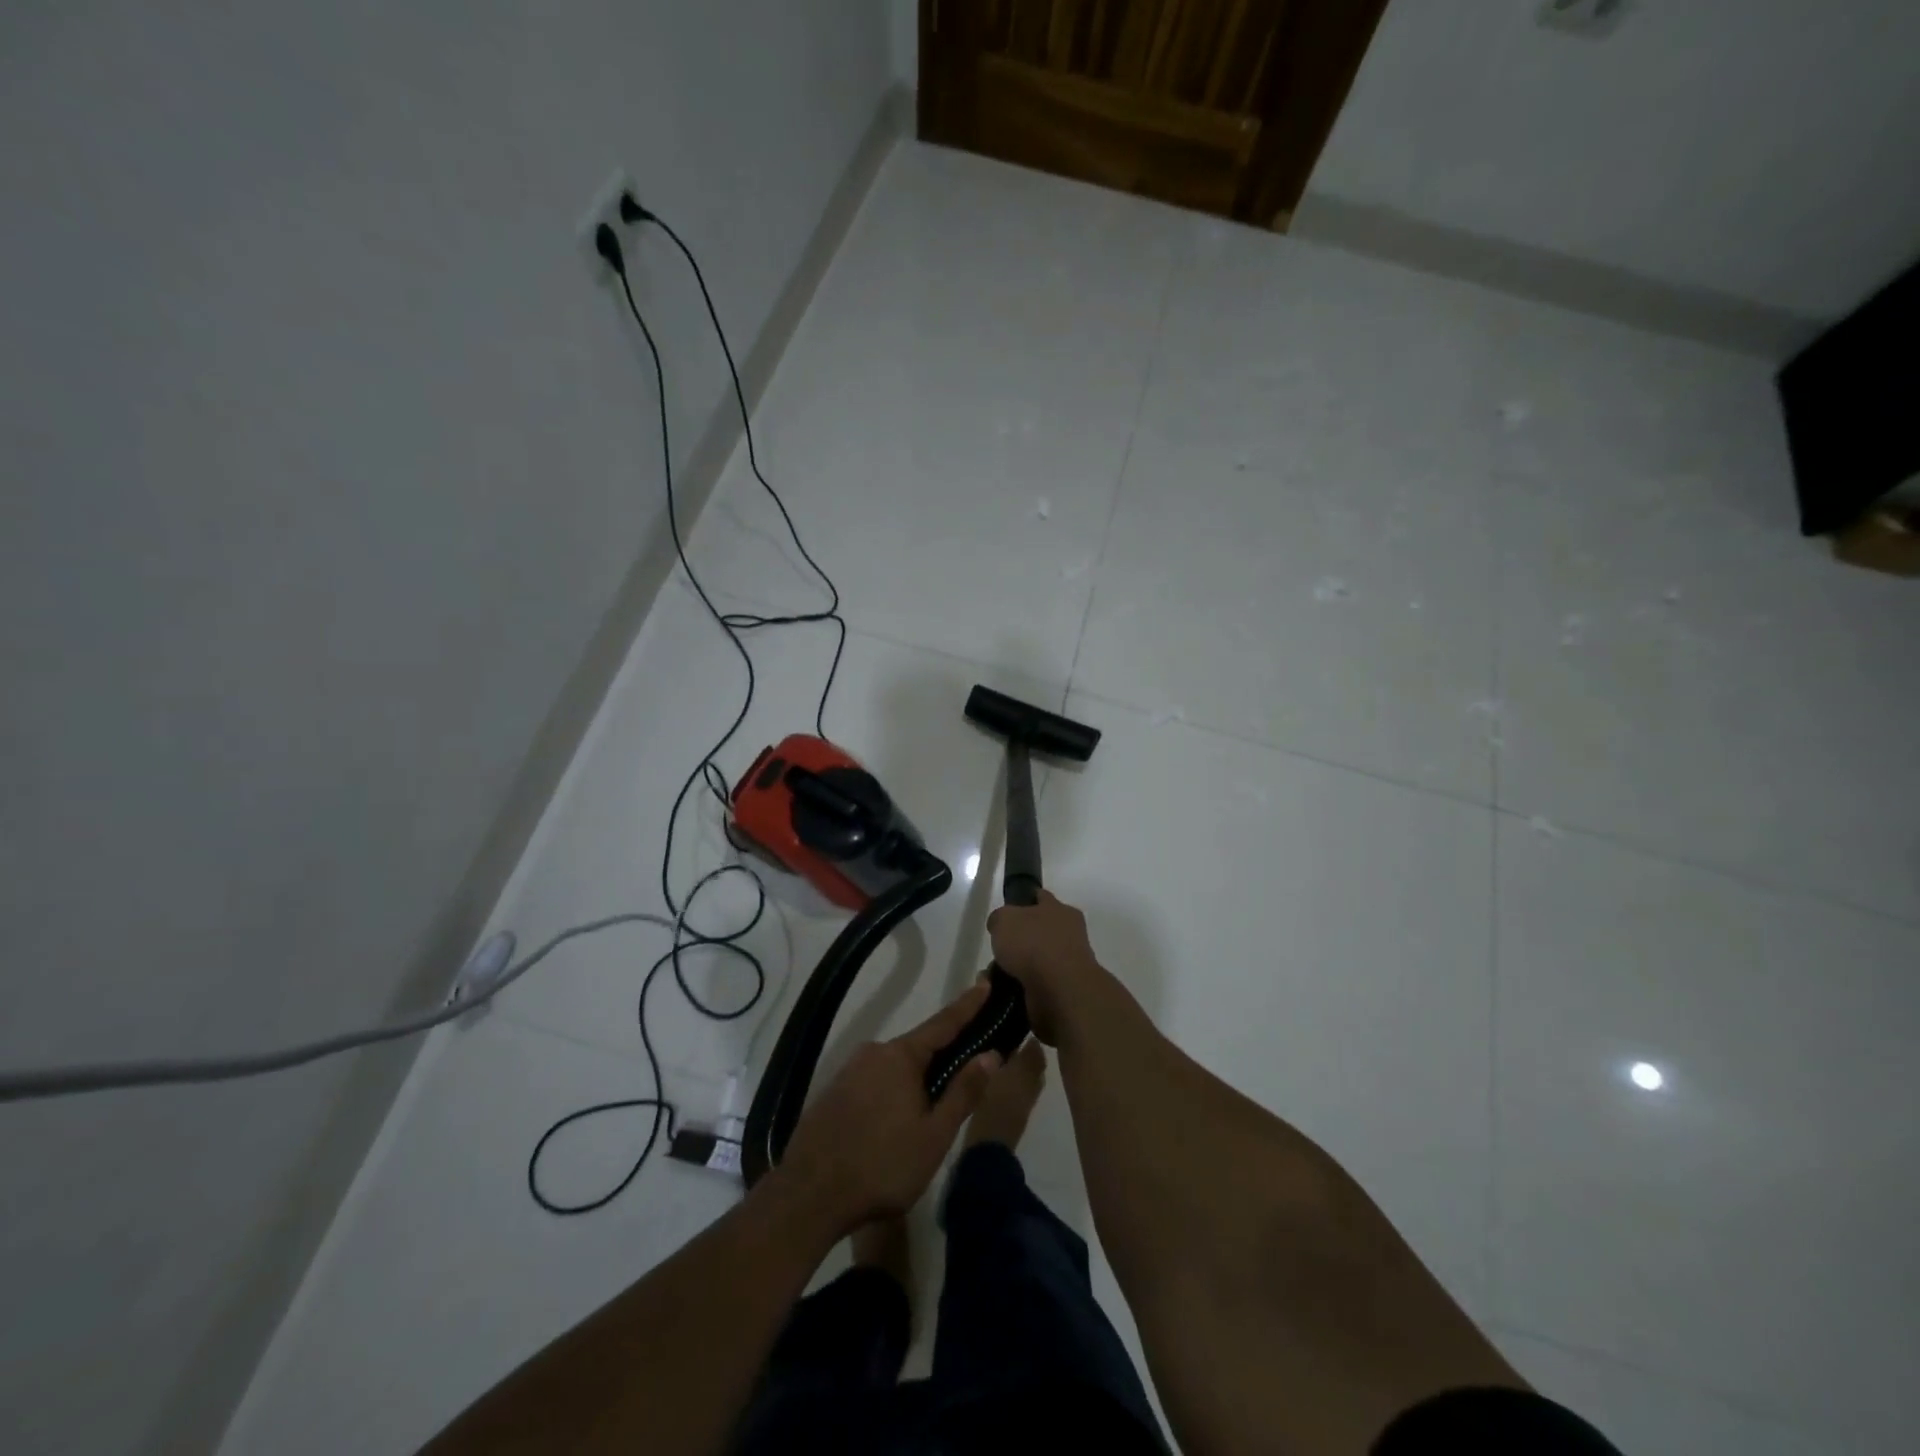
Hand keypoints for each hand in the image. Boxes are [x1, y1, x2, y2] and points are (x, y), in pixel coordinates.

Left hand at [776, 984, 1000, 1234]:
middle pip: (917, 1048)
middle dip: (940, 1058)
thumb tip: (991, 1054)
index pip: (943, 1023)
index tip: (985, 983)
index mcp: (900, 1056)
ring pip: (893, 1069)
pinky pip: (872, 1083)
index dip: (967, 1005)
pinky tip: (892, 1124)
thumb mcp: (934, 1135)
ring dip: (913, 1082)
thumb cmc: (882, 1166)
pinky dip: (890, 1094)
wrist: (808, 1196)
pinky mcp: (832, 1093)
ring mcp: (848, 1072)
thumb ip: (963, 1092)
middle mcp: (873, 1053)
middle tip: (963, 1075)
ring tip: (927, 1115)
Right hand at [987, 890, 1103, 1043]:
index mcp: (1060, 910)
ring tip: (996, 974)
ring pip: (1038, 960)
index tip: (1009, 910)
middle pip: (1040, 931)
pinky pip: (1037, 984)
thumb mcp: (1004, 919)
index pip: (1041, 898)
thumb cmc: (1033, 945)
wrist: (1060, 990)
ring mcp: (1070, 963)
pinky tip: (1005, 990)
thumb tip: (1001, 925)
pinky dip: (1023, 986)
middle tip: (999, 948)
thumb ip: (1000, 918)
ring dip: (1020, 967)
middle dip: (1020, 939)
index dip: (1024, 901)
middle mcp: (1070, 933)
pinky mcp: (1065, 990)